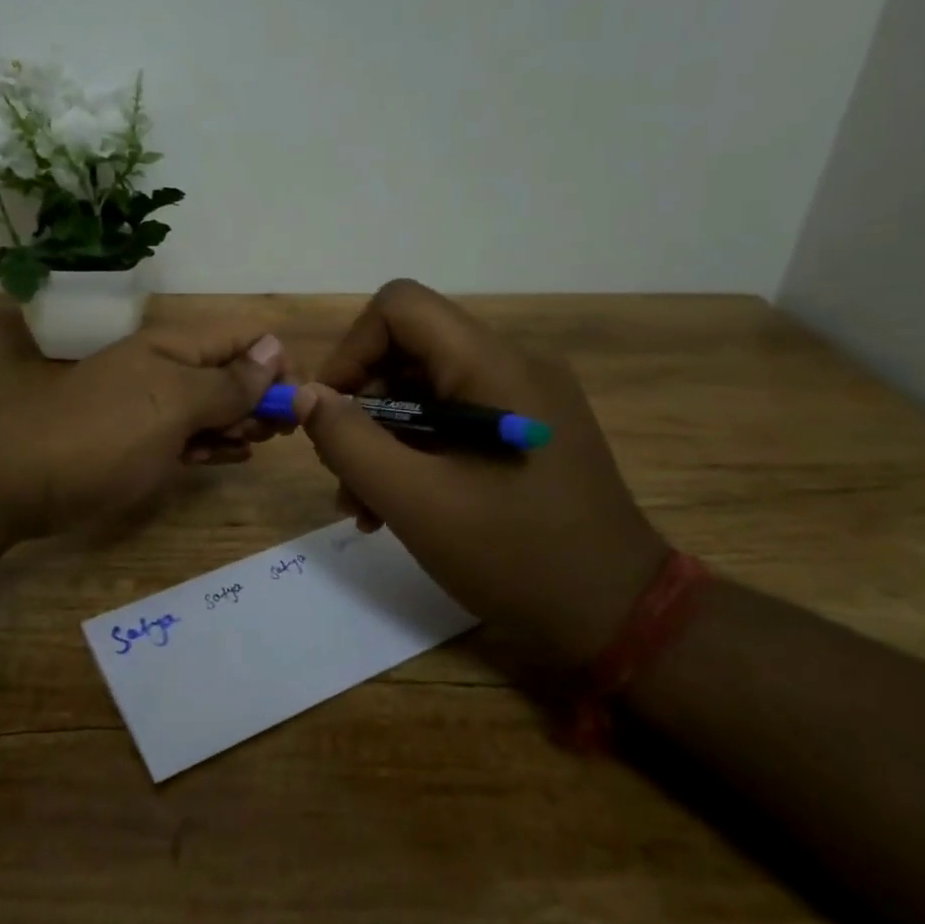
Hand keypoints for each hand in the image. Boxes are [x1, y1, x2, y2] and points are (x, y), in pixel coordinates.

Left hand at [0, 326, 288, 538]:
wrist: (15, 479)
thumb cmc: (104, 437)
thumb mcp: (175, 406)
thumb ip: (229, 381)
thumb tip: (274, 347)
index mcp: (175, 346)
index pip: (244, 337)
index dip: (276, 364)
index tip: (294, 405)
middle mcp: (165, 368)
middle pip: (230, 372)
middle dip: (258, 399)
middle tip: (270, 435)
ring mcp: (148, 405)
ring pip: (210, 407)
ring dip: (236, 424)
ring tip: (248, 448)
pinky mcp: (136, 441)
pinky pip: (186, 435)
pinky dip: (210, 444)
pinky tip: (228, 457)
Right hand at [293, 280, 667, 668]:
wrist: (617, 616)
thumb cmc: (515, 555)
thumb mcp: (415, 501)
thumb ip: (350, 442)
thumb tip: (307, 395)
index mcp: (492, 365)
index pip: (399, 307)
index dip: (351, 350)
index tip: (328, 414)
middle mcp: (512, 364)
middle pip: (409, 352)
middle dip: (362, 409)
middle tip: (341, 475)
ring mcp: (524, 398)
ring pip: (426, 391)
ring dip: (384, 440)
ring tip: (363, 505)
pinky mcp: (526, 430)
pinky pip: (453, 419)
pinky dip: (417, 452)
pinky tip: (397, 506)